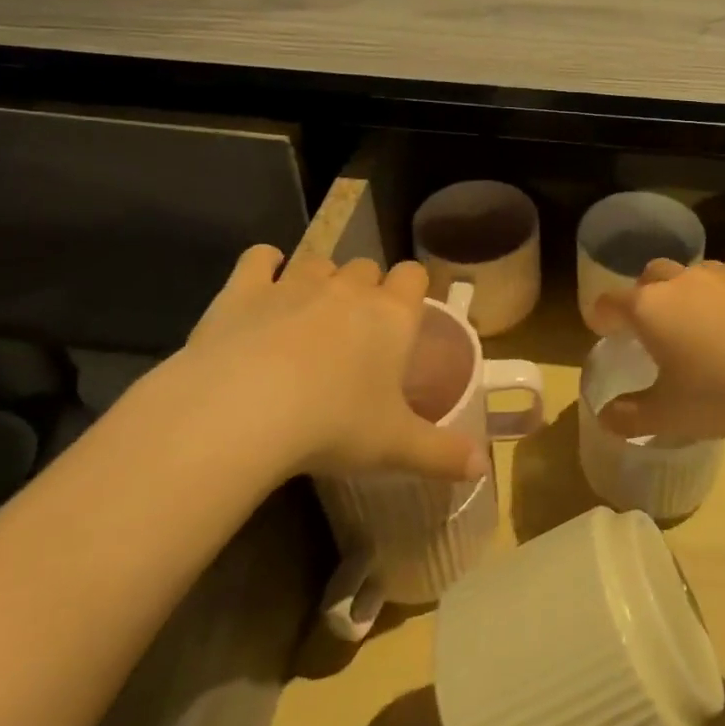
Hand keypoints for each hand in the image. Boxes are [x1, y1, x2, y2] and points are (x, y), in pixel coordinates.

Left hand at [150, 246, 486, 485]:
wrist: (241, 412)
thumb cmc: (332, 425)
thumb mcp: (395, 447)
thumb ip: (442, 454)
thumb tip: (483, 467)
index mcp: (391, 315)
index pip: (414, 275)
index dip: (410, 289)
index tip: (403, 315)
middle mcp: (348, 288)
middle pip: (365, 267)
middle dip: (364, 288)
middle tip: (355, 330)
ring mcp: (295, 283)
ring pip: (317, 262)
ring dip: (319, 279)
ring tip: (310, 315)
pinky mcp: (245, 289)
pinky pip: (259, 258)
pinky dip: (264, 265)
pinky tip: (264, 282)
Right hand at [593, 259, 724, 442]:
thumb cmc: (723, 392)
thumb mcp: (670, 415)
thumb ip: (630, 415)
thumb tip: (605, 416)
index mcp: (651, 308)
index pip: (611, 301)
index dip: (602, 315)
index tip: (602, 328)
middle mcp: (684, 281)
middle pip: (652, 275)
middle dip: (645, 294)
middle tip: (652, 325)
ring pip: (696, 274)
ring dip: (690, 293)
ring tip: (702, 326)